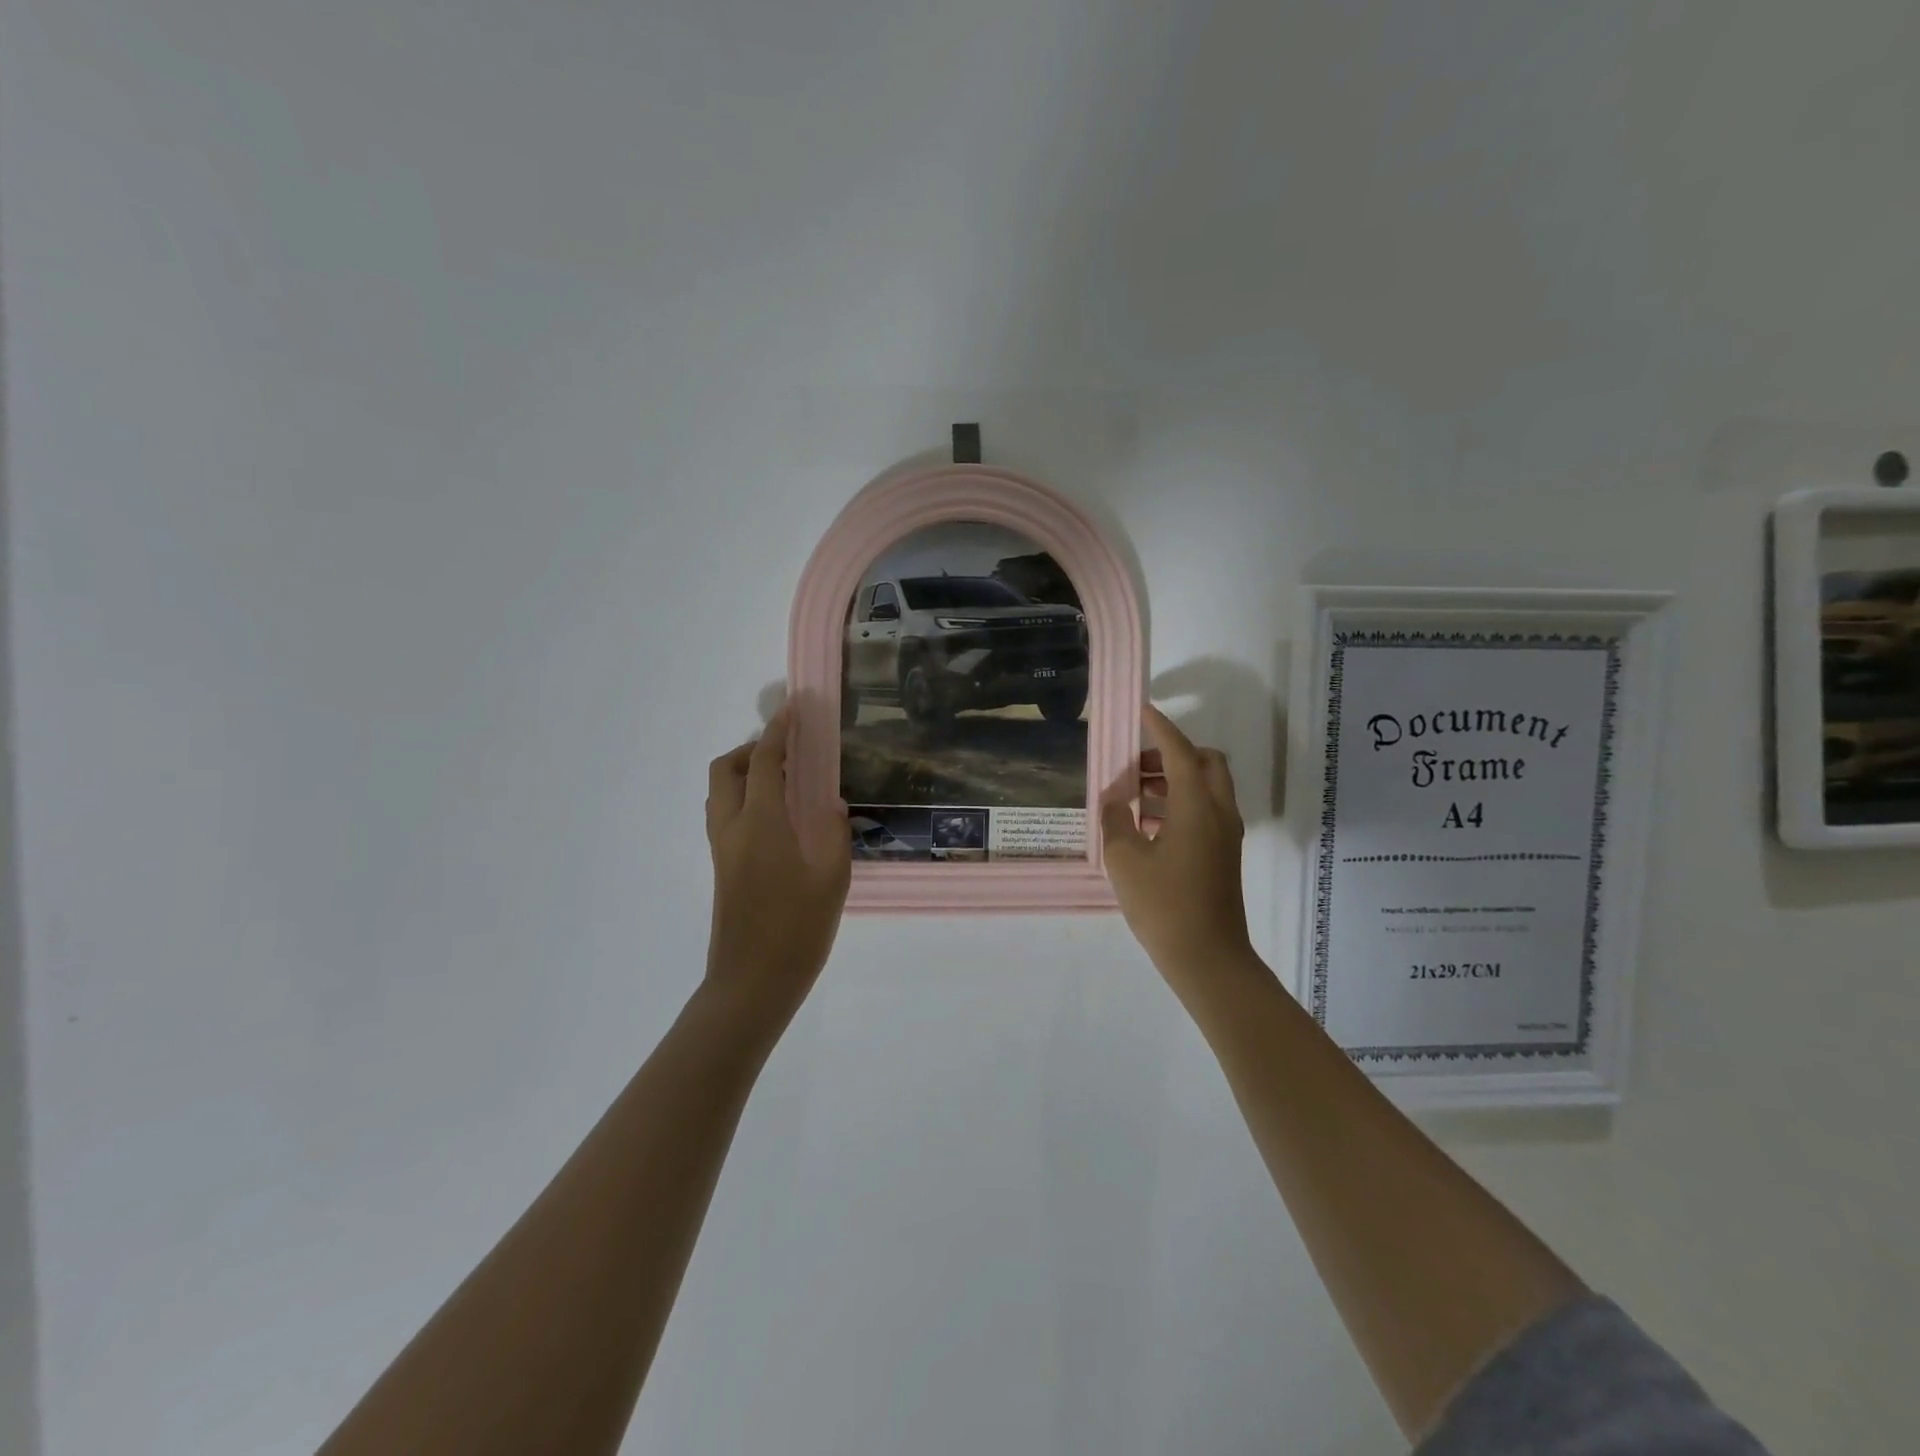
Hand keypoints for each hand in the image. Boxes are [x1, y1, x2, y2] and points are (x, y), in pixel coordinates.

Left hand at [704, 700, 851, 1018]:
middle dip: (751, 749)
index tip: (794, 708)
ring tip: (783, 782)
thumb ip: (835, 834)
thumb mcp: (832, 878)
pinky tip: (777, 819)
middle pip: (726, 769)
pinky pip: (724, 815)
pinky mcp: (721, 868)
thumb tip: (833, 806)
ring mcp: (722, 849)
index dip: (780, 730)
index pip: (765, 761)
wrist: (751, 983)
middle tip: (786, 752)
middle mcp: (732, 828)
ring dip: (744, 774)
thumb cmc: (797, 929)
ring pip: (720, 793)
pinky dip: (743, 798)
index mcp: (761, 823)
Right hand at [1102, 706, 1253, 981]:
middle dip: (1173, 753)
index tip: (1141, 710)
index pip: (1180, 752)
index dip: (1160, 728)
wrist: (1208, 958)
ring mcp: (1226, 835)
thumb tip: (1114, 801)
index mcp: (1197, 806)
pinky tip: (1146, 825)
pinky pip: (1205, 812)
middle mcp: (1219, 812)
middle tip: (1138, 763)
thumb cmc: (1164, 904)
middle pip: (1205, 763)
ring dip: (1174, 780)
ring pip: (1206, 788)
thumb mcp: (1125, 859)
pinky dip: (1180, 804)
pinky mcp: (1223, 855)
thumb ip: (1115, 820)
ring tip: (1134, 794)